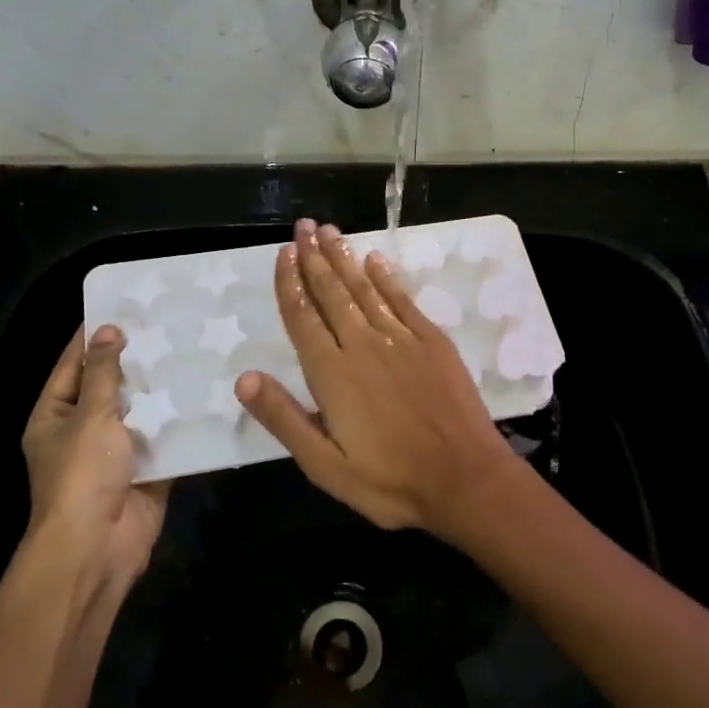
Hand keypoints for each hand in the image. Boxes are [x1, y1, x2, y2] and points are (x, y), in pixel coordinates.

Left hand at [23, 325, 169, 592]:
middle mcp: (84, 428)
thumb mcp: (90, 415)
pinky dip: (181, 419)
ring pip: (142, 409)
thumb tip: (110, 330)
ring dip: (163, 387)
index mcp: (56, 414)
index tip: (122, 304)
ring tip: (193, 348)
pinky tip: (207, 391)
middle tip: (170, 322)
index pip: (74, 363)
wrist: (97, 546)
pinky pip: (165, 436)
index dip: (94, 334)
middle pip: (111, 384)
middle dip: (137, 358)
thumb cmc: (82, 475)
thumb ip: (104, 372)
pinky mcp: (148, 468)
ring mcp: (117, 450)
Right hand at [235, 219, 515, 536]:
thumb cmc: (390, 481)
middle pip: (332, 293)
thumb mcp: (325, 466)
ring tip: (330, 231)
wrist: (465, 479)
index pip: (303, 318)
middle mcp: (363, 345)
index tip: (284, 254)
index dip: (290, 284)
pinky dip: (387, 278)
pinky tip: (375, 260)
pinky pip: (403, 300)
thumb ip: (284, 419)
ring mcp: (402, 339)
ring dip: (345, 259)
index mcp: (332, 374)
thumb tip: (244, 378)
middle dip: (314, 258)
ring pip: (365, 289)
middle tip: (303, 226)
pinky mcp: (433, 342)